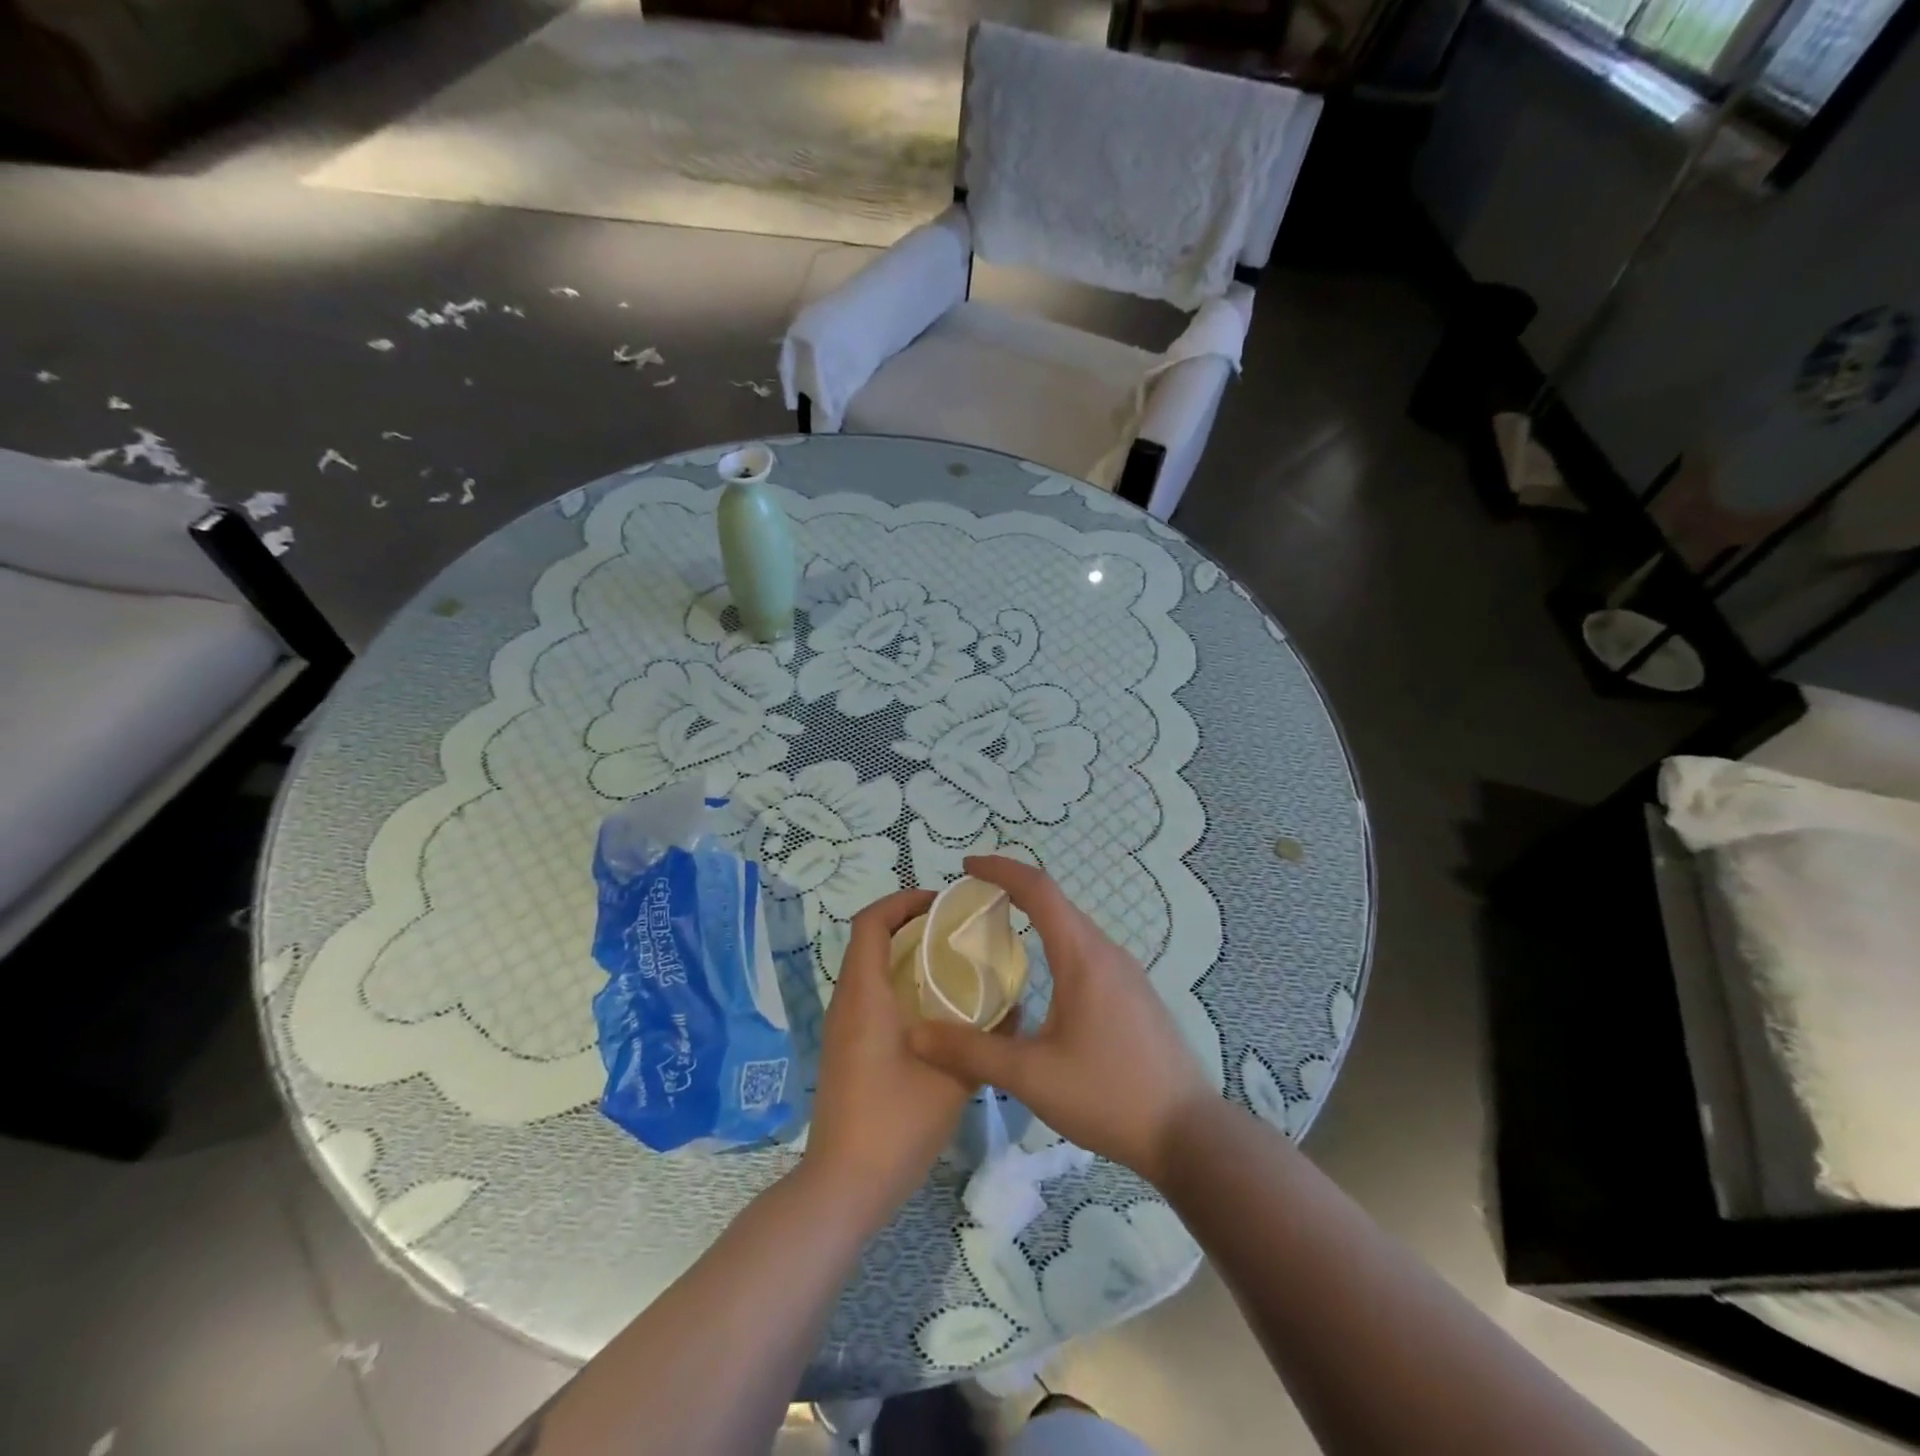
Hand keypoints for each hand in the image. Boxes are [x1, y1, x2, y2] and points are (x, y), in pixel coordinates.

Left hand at [801, 888, 975, 1233]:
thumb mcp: (953, 1079)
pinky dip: (898, 983)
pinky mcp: (846, 1049)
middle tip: (955, 930)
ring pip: (868, 968)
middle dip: (909, 924)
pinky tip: (934, 1009)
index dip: (902, 901)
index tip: (942, 903)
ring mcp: (842, 1028)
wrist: (843, 1187)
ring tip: (951, 962)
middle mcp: (846, 1002)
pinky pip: (869, 995)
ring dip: (904, 954)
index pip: (870, 922)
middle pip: (869, 940)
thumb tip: (1015, 1008)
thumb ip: (985, 1040)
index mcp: (865, 996)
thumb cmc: (895, 1124)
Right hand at [906, 856, 1213, 1187]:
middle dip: (1013, 891)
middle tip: (972, 903)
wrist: (1189, 1134)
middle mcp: (1107, 952)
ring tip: (1000, 934)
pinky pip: (1089, 951)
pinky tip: (1044, 978)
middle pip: (1056, 903)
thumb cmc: (1108, 1096)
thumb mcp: (1031, 1077)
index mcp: (1082, 956)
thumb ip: (972, 1051)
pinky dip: (1057, 943)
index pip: (1038, 889)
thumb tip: (916, 1034)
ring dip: (1037, 918)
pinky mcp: (1136, 995)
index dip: (1000, 870)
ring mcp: (1128, 973)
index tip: (966, 866)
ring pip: (1075, 928)